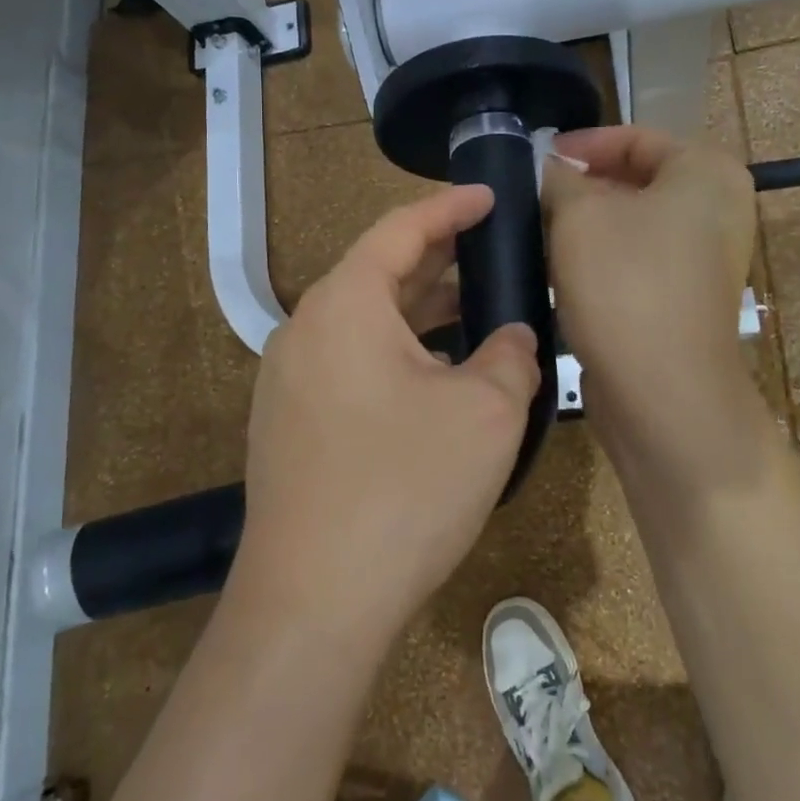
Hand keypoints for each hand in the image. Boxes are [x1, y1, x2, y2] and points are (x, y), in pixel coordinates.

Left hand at [232, 186, 541, 650]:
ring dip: (419, 313)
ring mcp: (289, 380)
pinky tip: (435, 377)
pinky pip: (350, 363)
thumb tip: (510, 337)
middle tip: (492, 251)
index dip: (450, 207)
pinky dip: (396, 353)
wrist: (312, 603)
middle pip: (378, 273)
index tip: (491, 197)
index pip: (400, 229)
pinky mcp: (289, 424)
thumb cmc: (404, 489)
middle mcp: (305, 330)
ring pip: (365, 323)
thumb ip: (510, 354)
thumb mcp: (486, 412)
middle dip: (439, 259)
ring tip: (474, 310)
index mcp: (344, 304)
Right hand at [543, 127, 759, 442]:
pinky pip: (636, 260)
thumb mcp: (579, 213)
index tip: (537, 159)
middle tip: (531, 196)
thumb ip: (560, 177)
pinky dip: (600, 258)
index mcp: (706, 173)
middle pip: (635, 180)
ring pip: (632, 223)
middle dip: (580, 186)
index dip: (582, 144)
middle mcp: (716, 209)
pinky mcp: (684, 298)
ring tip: (537, 231)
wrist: (663, 390)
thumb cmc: (625, 282)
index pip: (635, 138)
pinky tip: (559, 269)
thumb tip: (551, 169)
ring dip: (585, 225)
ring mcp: (704, 258)